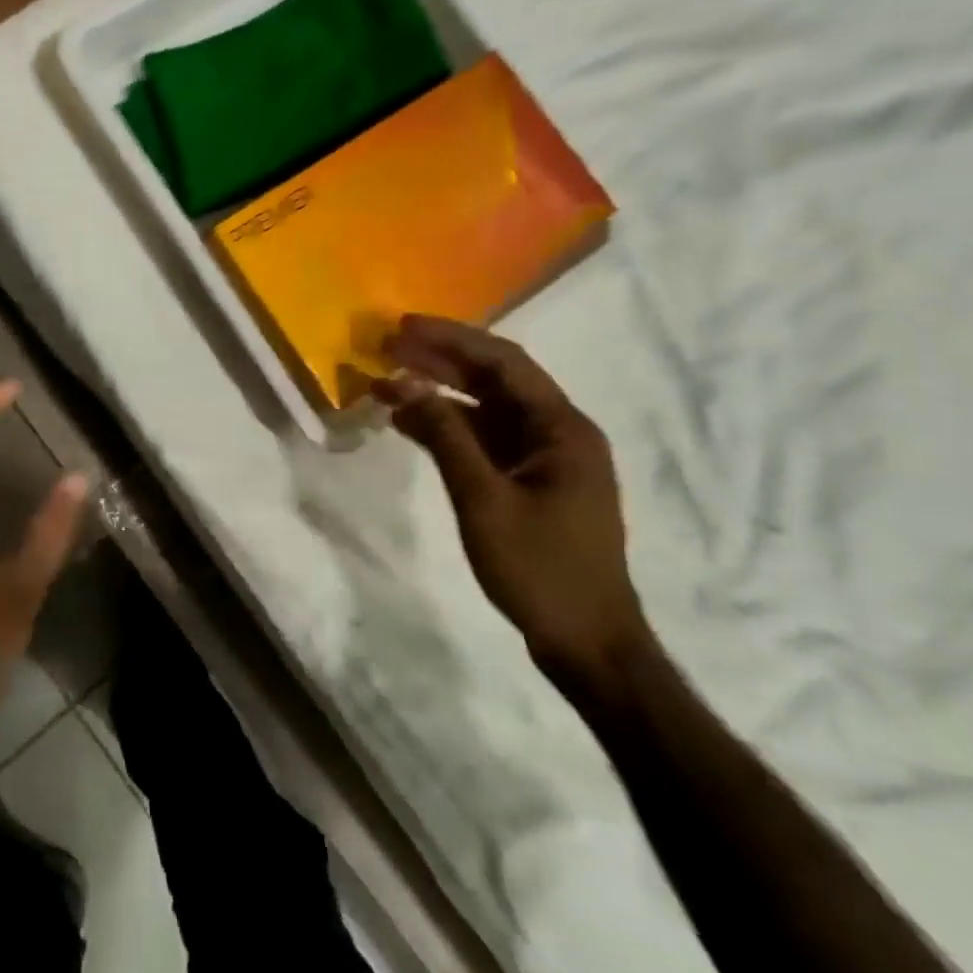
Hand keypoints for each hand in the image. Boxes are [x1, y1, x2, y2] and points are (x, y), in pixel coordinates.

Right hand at [374, 316, 649, 681]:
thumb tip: (405, 381)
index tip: (403, 328)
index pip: (503, 362)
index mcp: (563, 428)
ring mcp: (545, 458)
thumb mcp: (483, 499)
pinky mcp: (531, 481)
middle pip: (494, 380)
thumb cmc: (540, 569)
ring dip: (438, 395)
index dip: (452, 339)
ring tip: (385, 383)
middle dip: (440, 362)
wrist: (588, 644)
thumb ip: (445, 435)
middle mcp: (559, 432)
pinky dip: (448, 428)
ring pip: (486, 409)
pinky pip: (484, 440)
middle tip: (387, 347)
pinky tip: (408, 423)